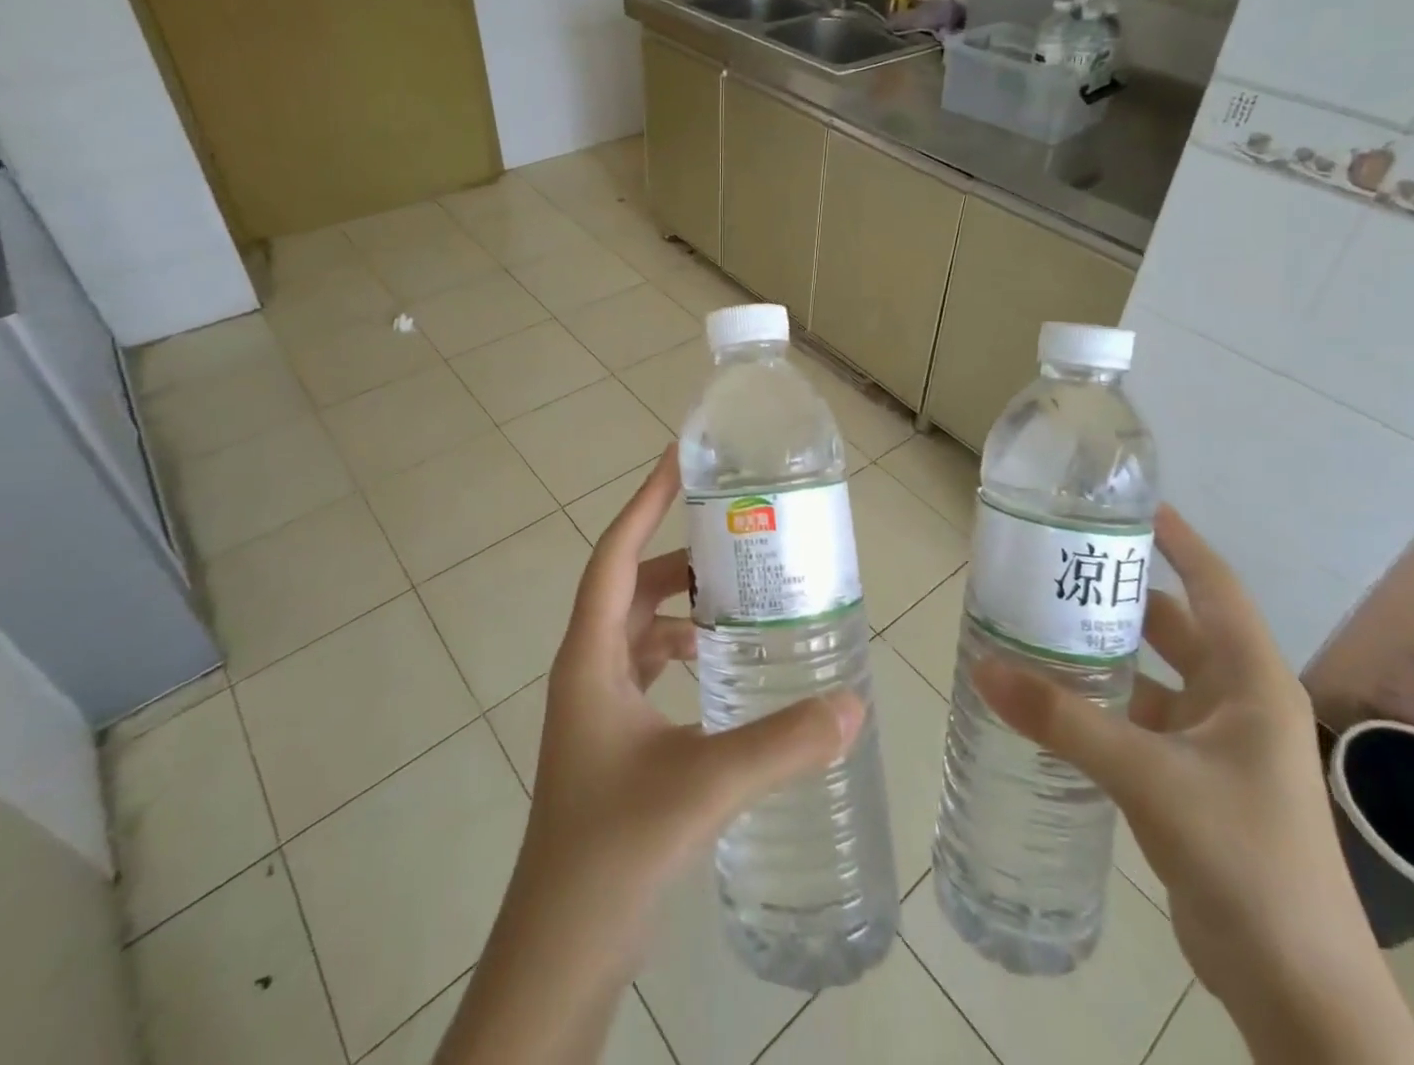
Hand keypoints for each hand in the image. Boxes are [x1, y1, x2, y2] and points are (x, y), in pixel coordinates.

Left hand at [524, 444, 863, 926]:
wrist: (559, 954)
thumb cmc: (611, 852)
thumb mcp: (703, 786)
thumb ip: (781, 743)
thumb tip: (853, 704)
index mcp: (591, 658)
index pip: (614, 555)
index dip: (646, 502)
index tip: (679, 460)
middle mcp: (588, 669)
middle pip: (630, 586)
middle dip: (677, 555)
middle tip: (735, 534)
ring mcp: (598, 707)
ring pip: (639, 629)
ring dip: (681, 605)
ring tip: (740, 597)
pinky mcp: (613, 739)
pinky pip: (647, 668)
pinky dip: (682, 651)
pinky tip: (723, 669)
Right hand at [973, 506, 1413, 1063]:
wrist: (1298, 990)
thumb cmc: (1246, 860)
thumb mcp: (1150, 777)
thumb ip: (1064, 721)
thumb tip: (983, 668)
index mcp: (1249, 680)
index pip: (1213, 584)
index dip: (1177, 539)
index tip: (1129, 504)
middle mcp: (1235, 700)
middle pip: (1172, 624)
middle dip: (1118, 593)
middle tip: (1055, 564)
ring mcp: (1215, 743)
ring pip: (1149, 674)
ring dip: (1102, 652)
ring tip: (1038, 624)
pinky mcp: (1192, 781)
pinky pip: (1137, 720)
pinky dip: (1099, 703)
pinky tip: (1052, 700)